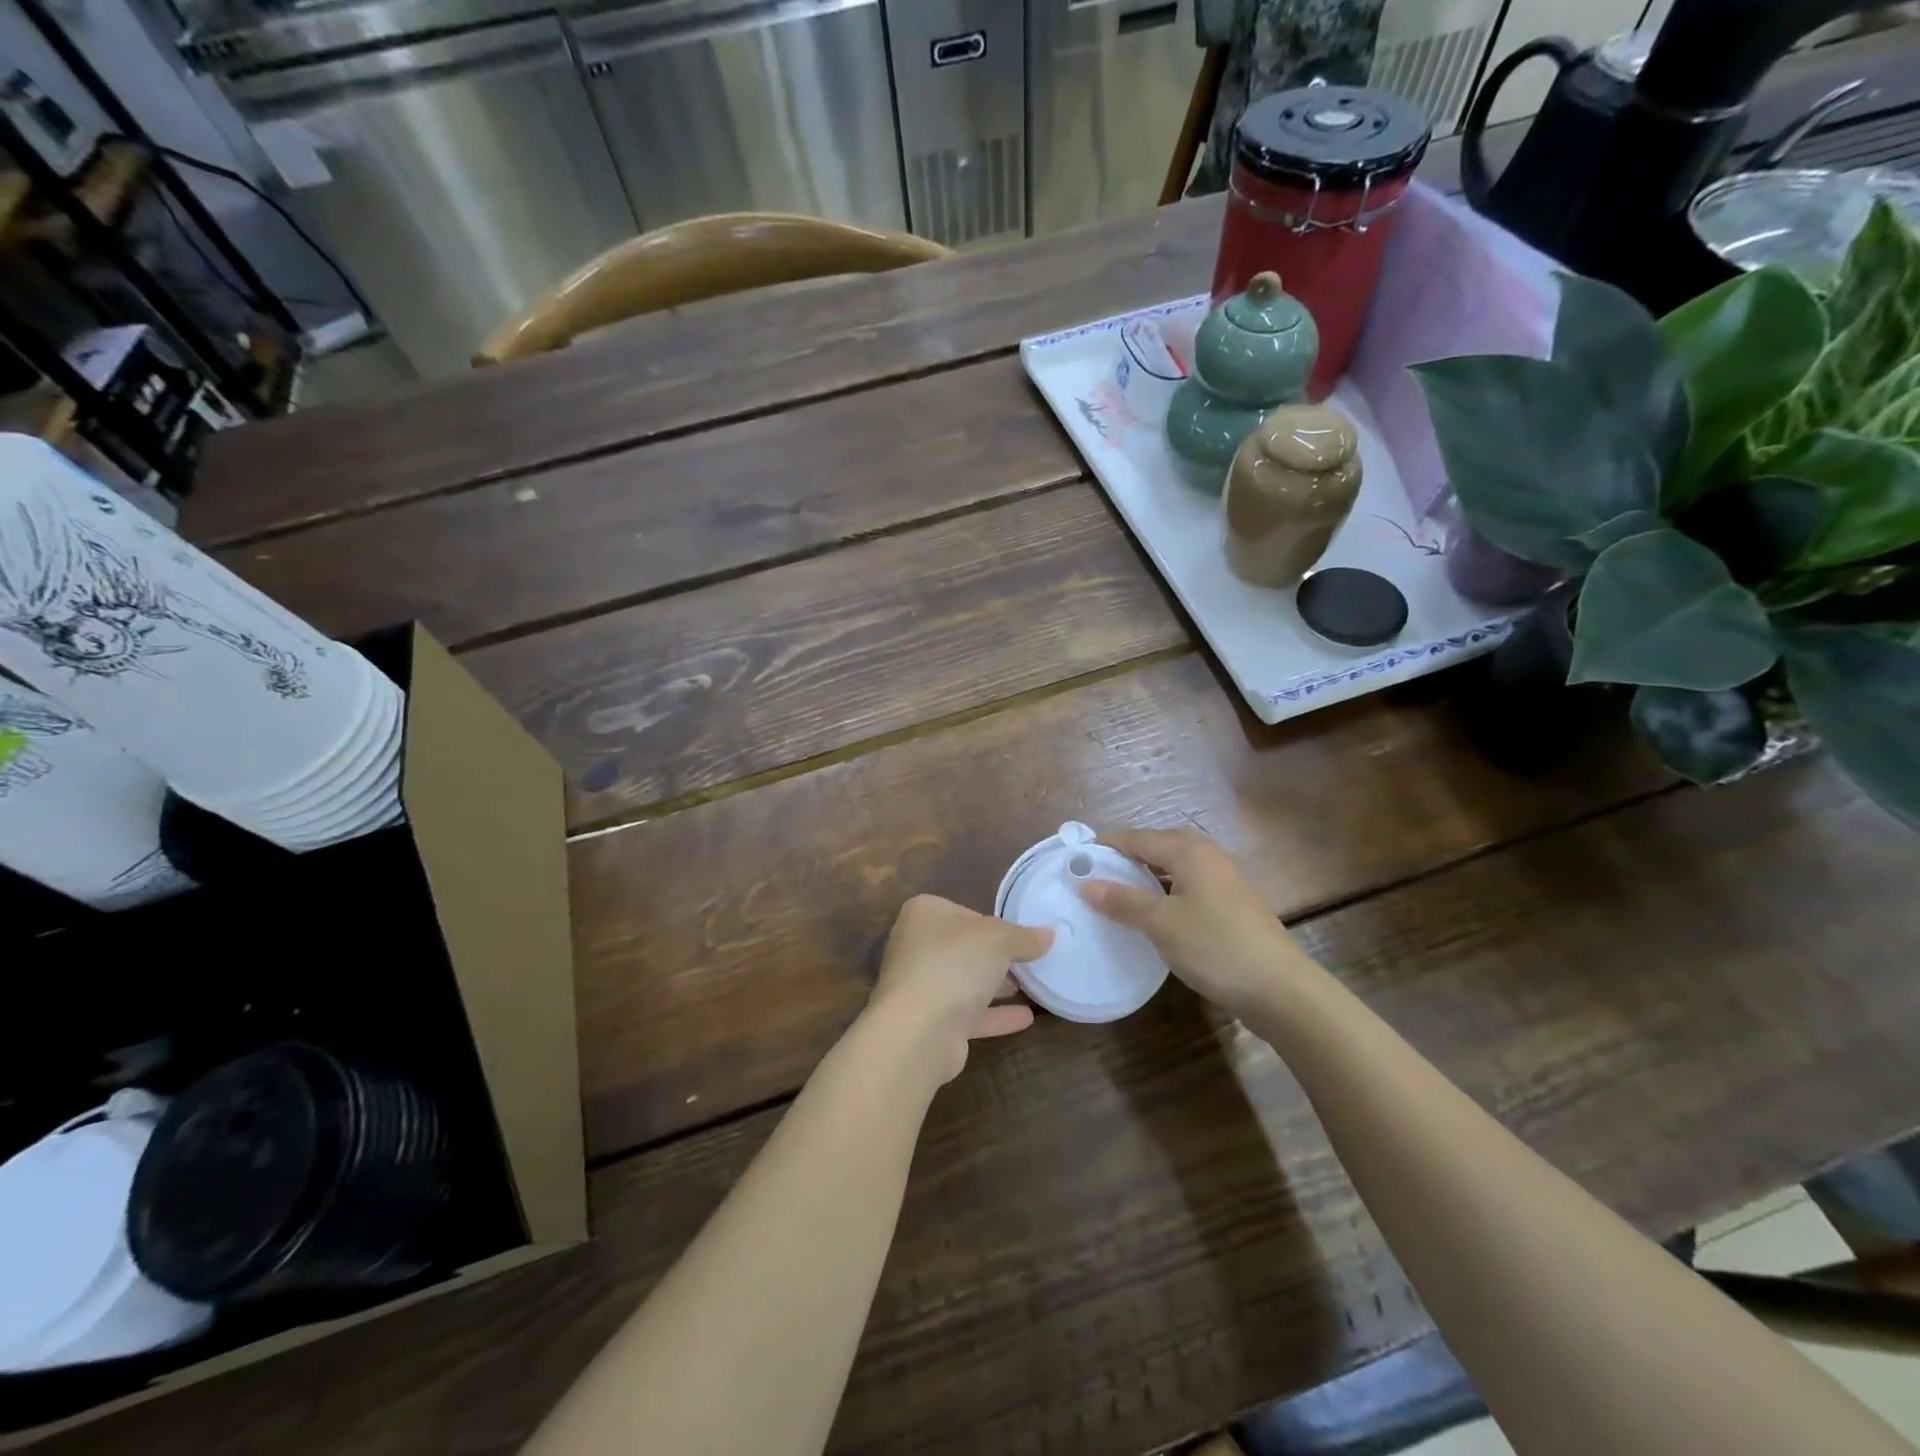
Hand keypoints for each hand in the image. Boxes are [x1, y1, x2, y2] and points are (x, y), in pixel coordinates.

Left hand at [865, 894, 1052, 1085]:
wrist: (918, 1031)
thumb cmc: (954, 964)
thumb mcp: (999, 939)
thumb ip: (1024, 936)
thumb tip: (1049, 933)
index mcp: (924, 914)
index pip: (965, 912)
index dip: (994, 923)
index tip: (1021, 936)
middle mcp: (917, 947)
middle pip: (965, 948)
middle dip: (996, 957)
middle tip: (1031, 962)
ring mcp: (921, 987)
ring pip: (966, 982)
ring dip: (996, 986)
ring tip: (1033, 987)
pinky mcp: (931, 1023)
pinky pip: (969, 1014)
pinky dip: (995, 1015)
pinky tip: (1026, 1018)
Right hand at [1078, 827, 1312, 1020]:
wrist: (1280, 989)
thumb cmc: (1215, 947)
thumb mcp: (1161, 924)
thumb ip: (1122, 901)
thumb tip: (1085, 883)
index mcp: (1189, 851)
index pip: (1136, 837)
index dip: (1105, 847)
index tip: (1075, 861)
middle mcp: (1207, 855)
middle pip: (1157, 846)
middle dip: (1125, 858)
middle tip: (1094, 877)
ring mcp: (1223, 879)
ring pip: (1174, 867)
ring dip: (1146, 877)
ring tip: (1118, 896)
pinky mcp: (1231, 903)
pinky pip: (1188, 885)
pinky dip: (1165, 892)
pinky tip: (1154, 915)